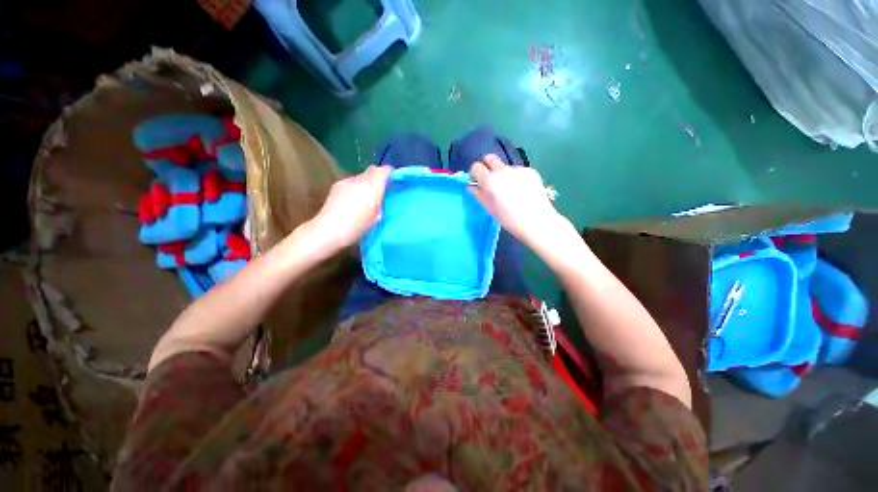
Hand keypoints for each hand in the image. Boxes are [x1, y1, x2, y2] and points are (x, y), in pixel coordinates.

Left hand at [305, 165, 391, 253]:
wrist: (328, 231)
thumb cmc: (357, 227)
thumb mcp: (377, 218)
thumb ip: (382, 203)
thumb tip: (384, 197)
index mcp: (372, 186)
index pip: (384, 170)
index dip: (391, 173)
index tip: (396, 181)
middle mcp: (359, 179)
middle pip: (372, 171)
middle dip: (379, 178)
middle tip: (383, 191)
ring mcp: (346, 182)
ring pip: (361, 177)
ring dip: (367, 184)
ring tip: (368, 199)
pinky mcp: (336, 186)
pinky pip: (352, 183)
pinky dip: (357, 188)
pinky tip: (354, 201)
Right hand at [469, 155, 563, 246]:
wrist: (536, 221)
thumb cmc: (509, 219)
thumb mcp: (489, 208)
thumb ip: (478, 194)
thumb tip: (471, 186)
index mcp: (490, 180)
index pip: (476, 166)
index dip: (475, 173)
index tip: (477, 181)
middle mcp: (503, 170)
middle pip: (490, 158)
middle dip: (487, 166)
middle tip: (490, 180)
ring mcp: (518, 169)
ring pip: (505, 166)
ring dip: (503, 173)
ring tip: (510, 190)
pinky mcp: (530, 171)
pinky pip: (518, 171)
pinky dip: (516, 177)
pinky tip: (522, 190)